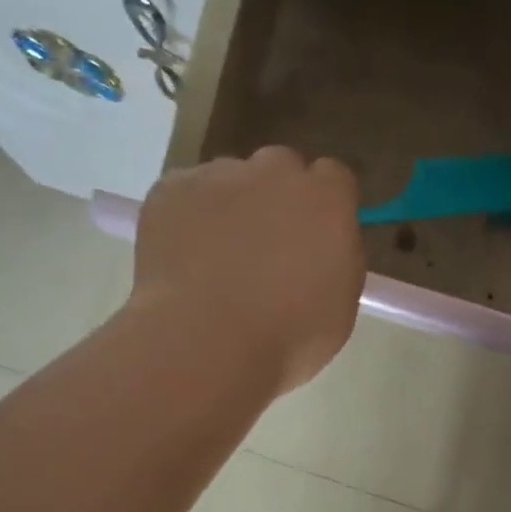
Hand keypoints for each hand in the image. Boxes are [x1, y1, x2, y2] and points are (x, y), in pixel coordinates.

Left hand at [130, 146, 364, 394]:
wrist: (205, 342)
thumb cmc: (287, 338)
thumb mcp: (340, 306)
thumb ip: (336, 259)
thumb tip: (320, 247)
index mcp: (326, 199)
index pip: (334, 178)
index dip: (323, 207)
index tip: (314, 239)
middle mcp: (274, 172)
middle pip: (279, 169)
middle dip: (275, 199)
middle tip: (264, 250)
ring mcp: (217, 175)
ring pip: (228, 180)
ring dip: (228, 208)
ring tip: (214, 261)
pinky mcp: (170, 190)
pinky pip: (183, 196)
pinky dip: (185, 220)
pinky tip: (183, 262)